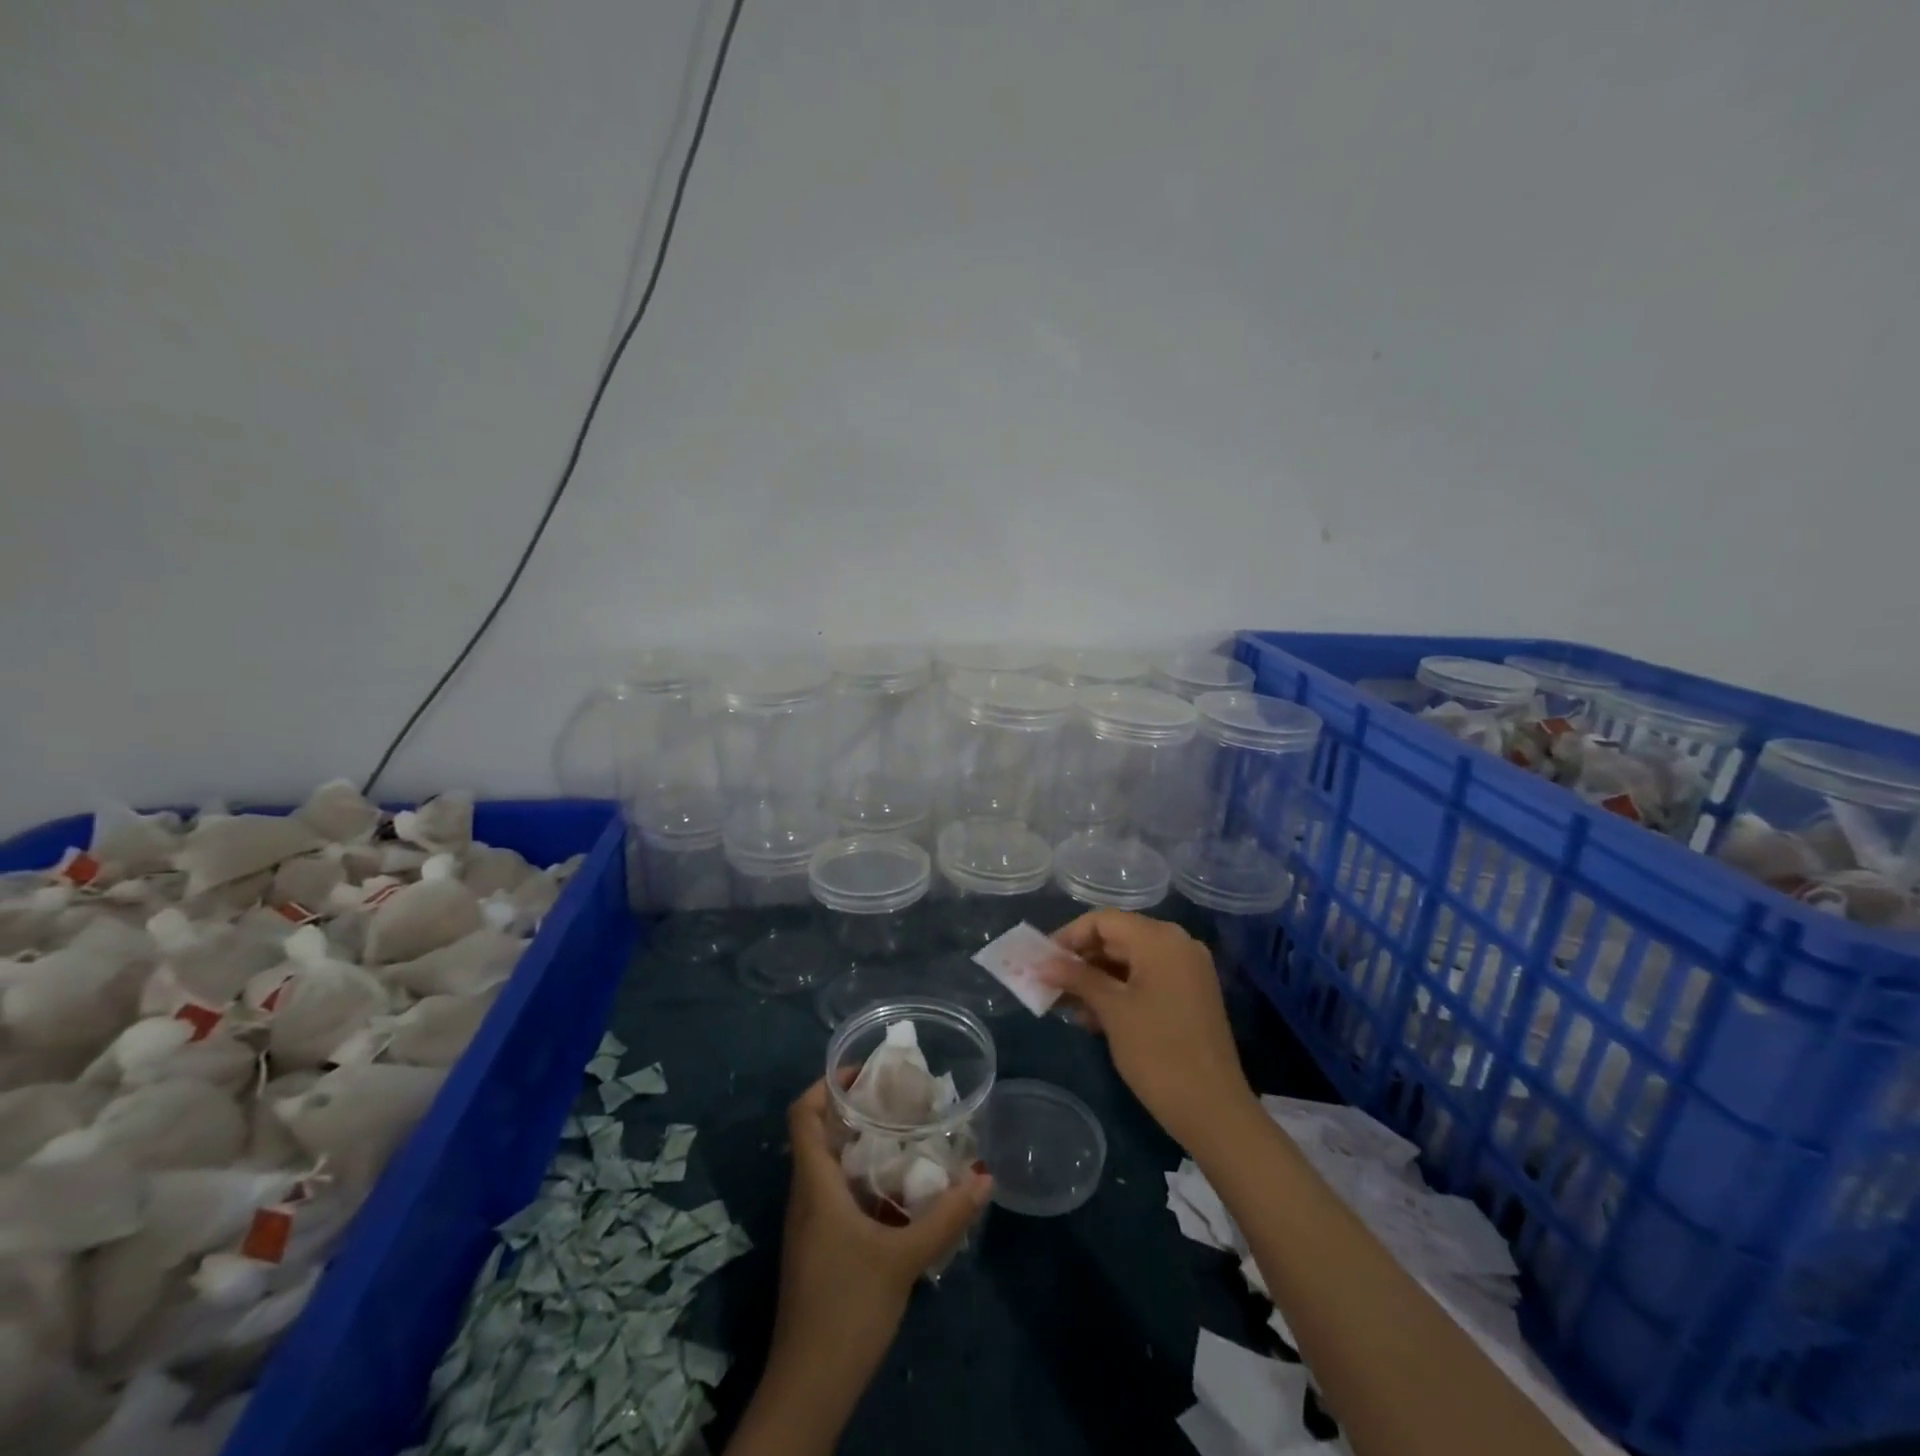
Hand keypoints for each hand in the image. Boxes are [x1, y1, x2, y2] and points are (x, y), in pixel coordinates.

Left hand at [770, 1076, 992, 1373]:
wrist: (808, 1388)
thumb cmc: (847, 1309)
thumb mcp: (903, 1259)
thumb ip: (946, 1217)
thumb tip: (985, 1176)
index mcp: (815, 1184)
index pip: (802, 1113)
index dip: (827, 1083)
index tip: (867, 1071)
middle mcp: (806, 1195)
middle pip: (820, 1133)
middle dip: (856, 1109)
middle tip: (900, 1098)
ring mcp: (810, 1223)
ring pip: (831, 1164)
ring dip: (862, 1144)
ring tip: (907, 1134)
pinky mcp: (819, 1247)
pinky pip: (838, 1193)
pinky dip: (864, 1177)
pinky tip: (900, 1190)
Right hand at [1042, 910, 1258, 1153]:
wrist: (1214, 1110)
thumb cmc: (1157, 1052)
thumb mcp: (1112, 1010)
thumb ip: (1076, 978)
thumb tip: (1040, 963)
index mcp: (1160, 939)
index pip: (1103, 920)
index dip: (1068, 937)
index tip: (1041, 961)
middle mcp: (1177, 944)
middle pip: (1117, 938)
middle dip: (1080, 960)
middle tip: (1048, 984)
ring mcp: (1187, 970)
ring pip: (1129, 961)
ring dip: (1095, 979)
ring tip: (1065, 1005)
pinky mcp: (1189, 995)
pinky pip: (1146, 979)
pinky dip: (1118, 991)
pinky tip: (1092, 1017)